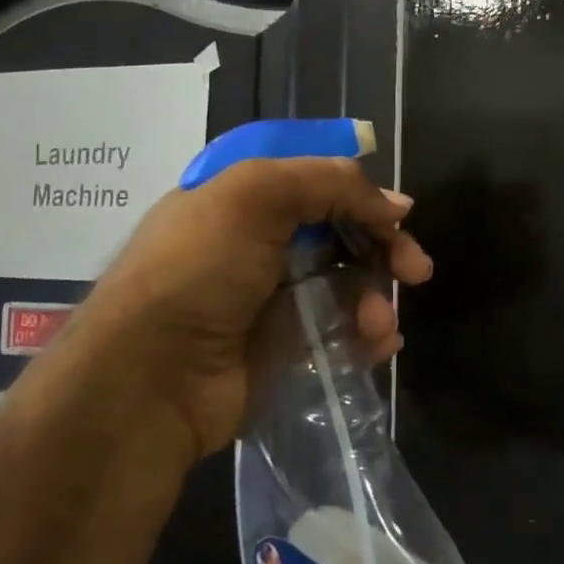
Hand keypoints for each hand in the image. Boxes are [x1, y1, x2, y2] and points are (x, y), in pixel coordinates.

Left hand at [66, 157, 432, 455]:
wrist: (147, 384)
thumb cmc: (197, 273)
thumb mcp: (254, 197)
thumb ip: (331, 184)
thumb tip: (397, 207)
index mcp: (241, 197)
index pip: (315, 179)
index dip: (359, 191)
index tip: (396, 213)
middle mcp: (256, 241)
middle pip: (341, 229)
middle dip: (383, 246)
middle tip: (415, 269)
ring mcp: (270, 295)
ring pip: (346, 281)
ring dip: (375, 298)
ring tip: (379, 325)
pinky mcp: (282, 346)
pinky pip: (339, 328)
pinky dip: (365, 334)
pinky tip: (380, 345)